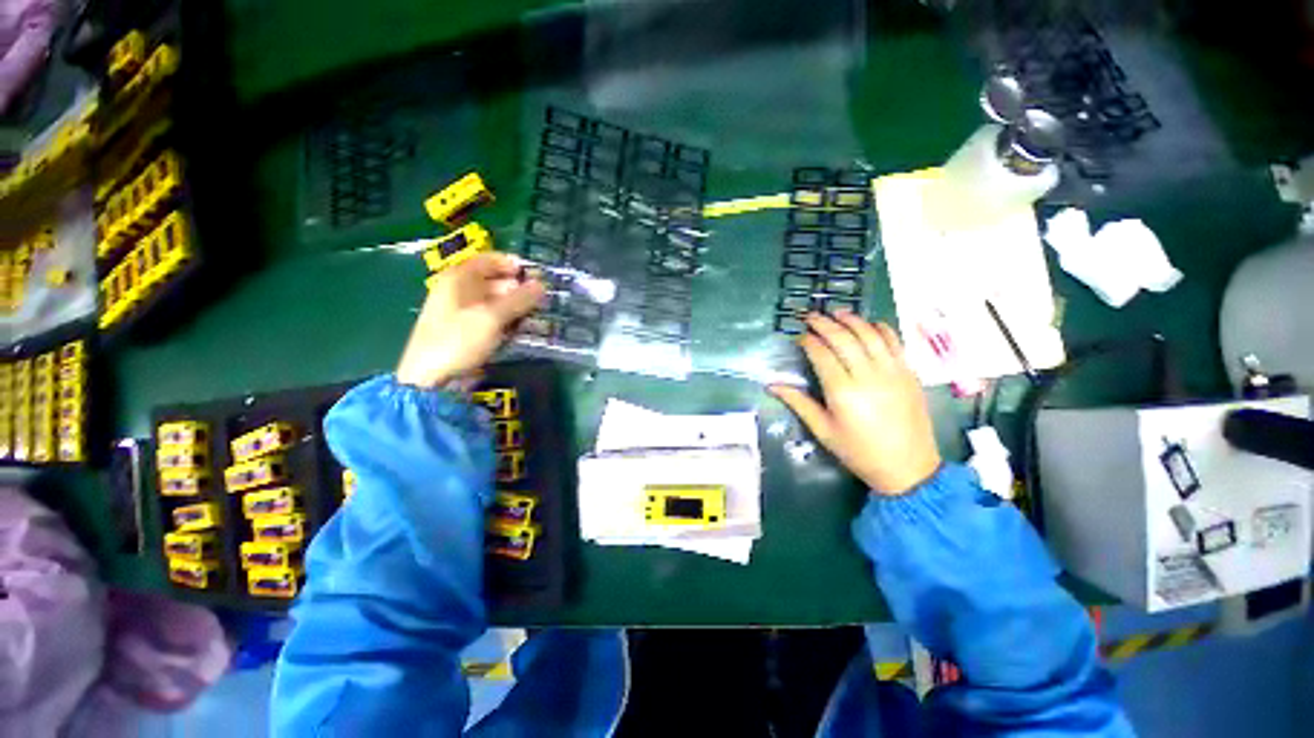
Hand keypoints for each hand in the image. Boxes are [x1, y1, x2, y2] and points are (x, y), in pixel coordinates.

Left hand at [396, 253, 545, 388]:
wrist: (430, 378)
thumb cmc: (458, 340)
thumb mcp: (492, 317)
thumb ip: (518, 299)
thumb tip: (541, 284)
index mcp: (458, 279)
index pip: (488, 260)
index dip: (512, 264)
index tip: (534, 275)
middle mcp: (459, 291)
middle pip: (493, 281)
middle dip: (517, 288)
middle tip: (540, 299)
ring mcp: (462, 312)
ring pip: (495, 302)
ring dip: (515, 307)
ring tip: (534, 316)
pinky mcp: (466, 331)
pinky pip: (491, 318)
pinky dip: (506, 321)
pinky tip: (519, 329)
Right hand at [770, 312, 940, 495]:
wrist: (908, 468)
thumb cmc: (859, 451)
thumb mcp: (823, 430)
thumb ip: (798, 403)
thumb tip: (772, 385)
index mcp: (842, 391)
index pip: (822, 354)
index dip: (808, 341)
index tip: (799, 336)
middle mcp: (867, 375)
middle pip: (843, 338)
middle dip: (824, 323)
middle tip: (811, 316)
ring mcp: (892, 371)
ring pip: (869, 334)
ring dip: (851, 320)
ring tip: (837, 312)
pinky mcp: (909, 373)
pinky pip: (894, 342)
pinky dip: (880, 328)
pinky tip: (869, 324)